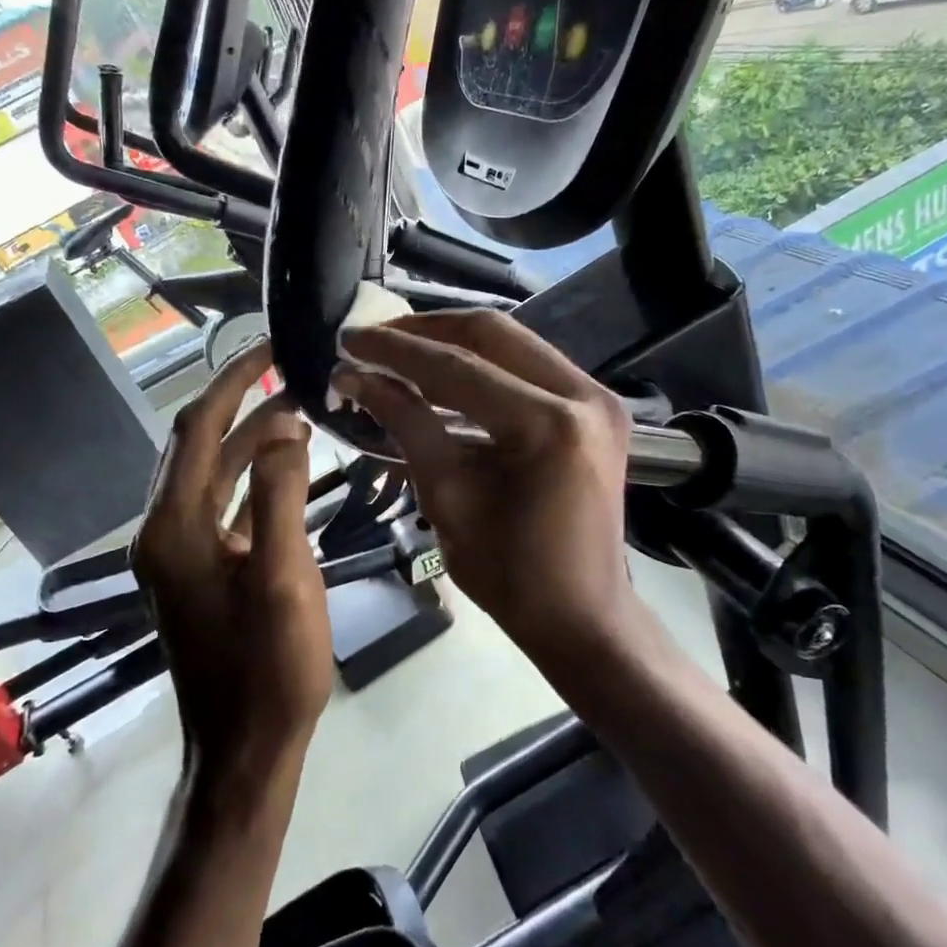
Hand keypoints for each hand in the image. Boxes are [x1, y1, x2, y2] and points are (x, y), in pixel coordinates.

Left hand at [132, 341, 332, 794]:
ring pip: (212, 472)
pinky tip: (288, 465)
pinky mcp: (198, 569)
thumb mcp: (284, 578)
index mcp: (174, 527)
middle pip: (198, 443)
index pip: (198, 427)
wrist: (245, 752)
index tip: (270, 346)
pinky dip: (252, 477)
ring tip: (299, 408)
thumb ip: (281, 496)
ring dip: (250, 438)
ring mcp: (178, 551)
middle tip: (289, 369)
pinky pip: (222, 503)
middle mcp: (164, 530)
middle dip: (240, 400)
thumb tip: (285, 425)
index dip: (233, 379)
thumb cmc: (269, 671)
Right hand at [335, 312, 645, 657]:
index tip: (349, 340)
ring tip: (399, 350)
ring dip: (452, 341)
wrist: (582, 616)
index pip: (457, 368)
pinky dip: (482, 362)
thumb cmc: (509, 573)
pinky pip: (530, 364)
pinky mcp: (597, 406)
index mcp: (548, 426)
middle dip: (425, 330)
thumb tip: (356, 377)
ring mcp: (598, 396)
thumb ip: (406, 424)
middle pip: (492, 333)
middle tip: (374, 339)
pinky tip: (442, 371)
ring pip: (513, 341)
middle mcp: (584, 395)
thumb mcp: (446, 497)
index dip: (396, 351)